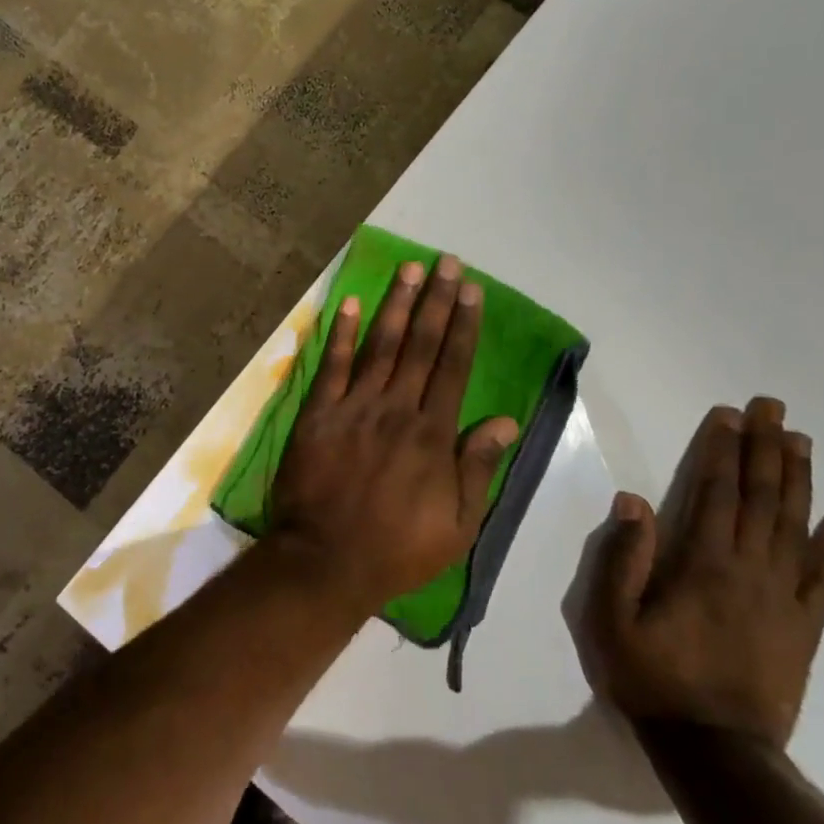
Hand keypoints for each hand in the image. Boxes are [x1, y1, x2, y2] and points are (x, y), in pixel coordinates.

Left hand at [271, 254, 519, 611]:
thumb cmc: (398, 549)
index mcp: (432, 434)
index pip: (452, 367)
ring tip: (408, 269)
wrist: (326, 561)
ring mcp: (353, 408)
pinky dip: (341, 334)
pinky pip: (331, 367)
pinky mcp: (317, 415)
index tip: (471, 291)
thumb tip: (506, 421)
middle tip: (445, 262)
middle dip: (435, 301)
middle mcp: (396, 409)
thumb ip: (479, 468)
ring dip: (395, 305)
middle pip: (420, 345)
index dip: (463, 326)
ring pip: (380, 346)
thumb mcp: (458, 524)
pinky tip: (349, 303)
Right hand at [579, 399, 823, 746]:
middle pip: (760, 499)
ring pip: (796, 527)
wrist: (715, 752)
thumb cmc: (652, 678)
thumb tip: (634, 500)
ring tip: (802, 441)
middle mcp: (750, 571)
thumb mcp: (611, 619)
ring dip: (798, 480)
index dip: (721, 451)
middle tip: (773, 408)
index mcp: (703, 565)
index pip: (714, 493)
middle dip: (765, 449)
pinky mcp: (804, 627)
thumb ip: (623, 558)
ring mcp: (784, 599)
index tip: (729, 415)